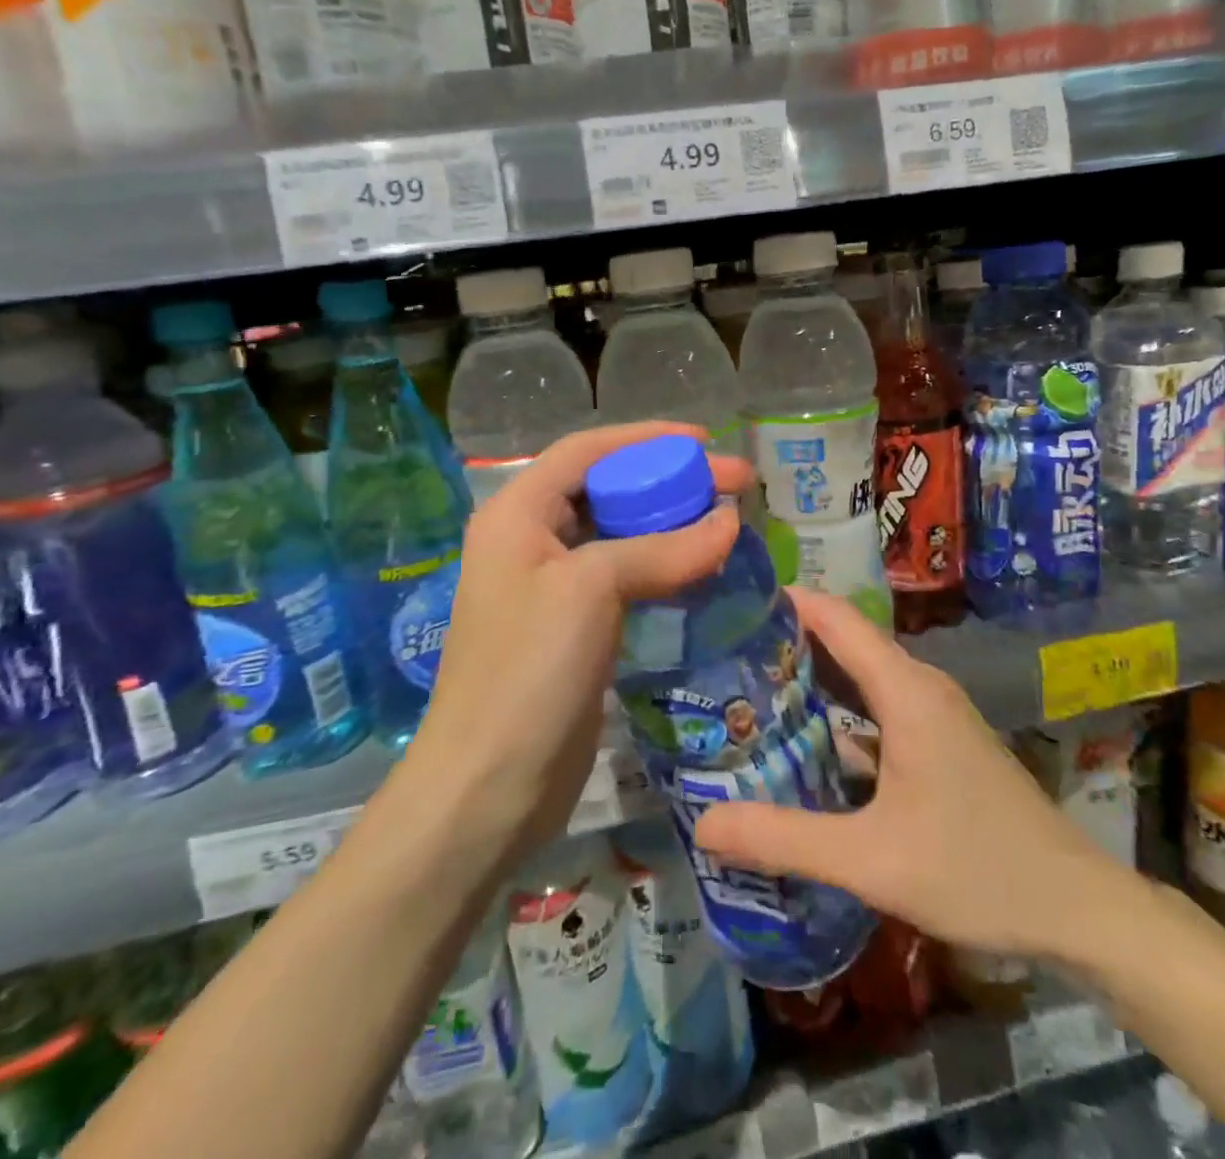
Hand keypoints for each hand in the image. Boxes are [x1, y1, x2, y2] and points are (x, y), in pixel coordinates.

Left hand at [404, 422, 752, 868]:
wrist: (489, 786)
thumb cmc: (528, 671)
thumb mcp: (591, 590)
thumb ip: (662, 549)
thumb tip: (730, 521)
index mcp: (516, 513)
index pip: (586, 451)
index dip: (646, 438)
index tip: (706, 440)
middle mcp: (529, 540)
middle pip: (606, 489)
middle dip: (668, 480)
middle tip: (735, 484)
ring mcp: (550, 587)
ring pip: (618, 534)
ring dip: (669, 523)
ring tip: (725, 521)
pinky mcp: (573, 627)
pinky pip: (623, 577)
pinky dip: (662, 565)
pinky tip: (700, 567)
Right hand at [692, 589, 1132, 966]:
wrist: (1079, 909)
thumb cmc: (978, 871)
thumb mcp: (871, 861)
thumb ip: (785, 839)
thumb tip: (703, 824)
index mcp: (905, 690)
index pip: (835, 617)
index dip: (783, 601)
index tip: (730, 603)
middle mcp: (919, 685)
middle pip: (843, 641)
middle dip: (784, 640)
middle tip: (721, 655)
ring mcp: (933, 712)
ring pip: (860, 674)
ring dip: (809, 676)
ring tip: (746, 690)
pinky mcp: (939, 739)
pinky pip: (876, 703)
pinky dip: (836, 708)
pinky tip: (803, 739)